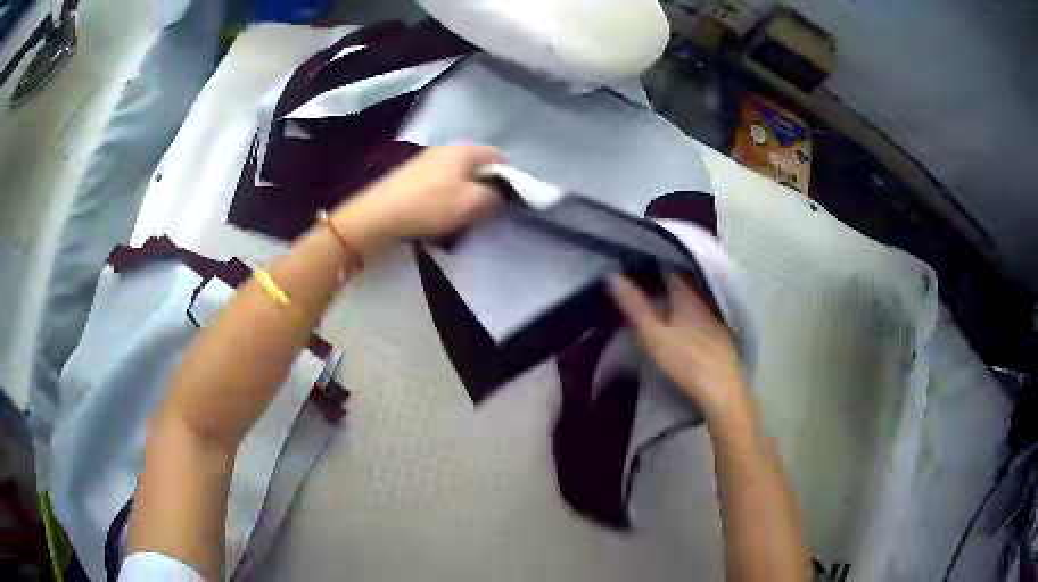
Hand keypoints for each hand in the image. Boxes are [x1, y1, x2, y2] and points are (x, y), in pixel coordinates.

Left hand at [332, 145, 502, 251]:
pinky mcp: (412, 177)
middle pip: (478, 168)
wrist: (378, 216)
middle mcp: (446, 149)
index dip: (510, 178)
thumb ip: (496, 197)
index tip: (509, 202)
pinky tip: (439, 218)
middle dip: (485, 189)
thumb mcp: (473, 204)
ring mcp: (426, 161)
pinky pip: (441, 186)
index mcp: (465, 149)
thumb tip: (501, 195)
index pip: (500, 157)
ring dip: (465, 198)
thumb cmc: (431, 206)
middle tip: (485, 214)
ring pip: (459, 178)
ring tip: (462, 220)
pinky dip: (446, 200)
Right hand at [609, 273, 751, 428]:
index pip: (672, 270)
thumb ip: (634, 306)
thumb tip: (612, 276)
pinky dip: (692, 314)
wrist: (721, 389)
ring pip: (696, 300)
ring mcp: (716, 319)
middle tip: (647, 281)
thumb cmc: (685, 360)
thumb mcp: (653, 335)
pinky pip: (704, 315)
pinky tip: (686, 324)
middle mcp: (704, 301)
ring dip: (681, 298)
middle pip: (685, 283)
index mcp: (687, 296)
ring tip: (663, 300)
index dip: (656, 265)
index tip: (639, 264)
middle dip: (668, 281)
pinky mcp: (722, 336)